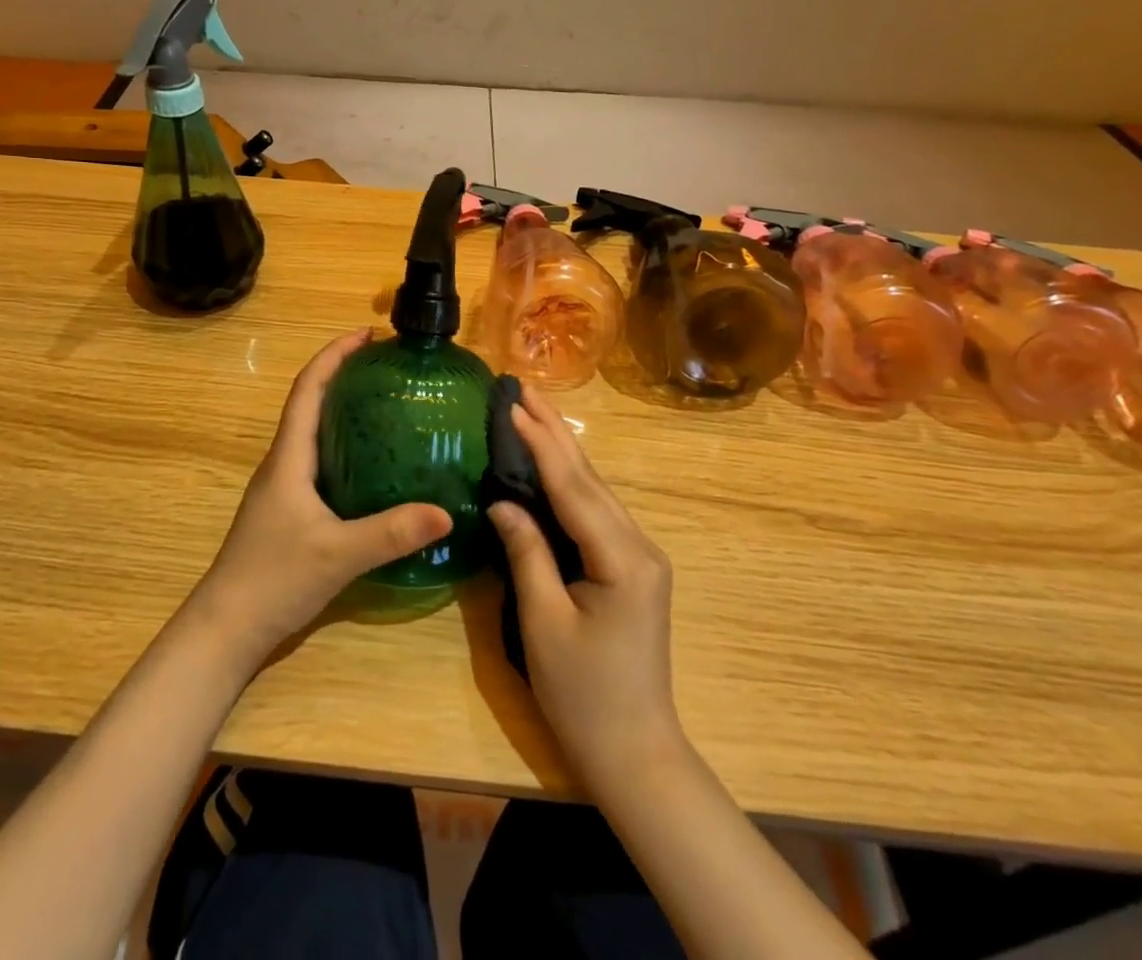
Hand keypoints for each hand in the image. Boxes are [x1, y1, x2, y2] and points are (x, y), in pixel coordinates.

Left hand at [187, 330, 452, 670]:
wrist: (227, 628)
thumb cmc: (273, 579)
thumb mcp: (338, 554)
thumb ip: (391, 533)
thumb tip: (446, 512)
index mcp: (289, 457)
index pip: (308, 388)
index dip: (334, 354)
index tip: (367, 334)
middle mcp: (284, 462)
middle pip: (312, 402)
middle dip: (345, 375)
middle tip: (389, 367)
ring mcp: (285, 487)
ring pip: (316, 432)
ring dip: (344, 409)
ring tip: (388, 404)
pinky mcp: (291, 510)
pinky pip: (322, 460)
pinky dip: (346, 445)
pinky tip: (376, 463)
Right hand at [486, 383, 685, 793]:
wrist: (635, 752)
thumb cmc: (584, 695)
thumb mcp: (544, 624)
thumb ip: (527, 553)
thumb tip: (502, 500)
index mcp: (622, 559)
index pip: (573, 487)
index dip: (541, 444)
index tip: (514, 405)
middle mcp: (639, 546)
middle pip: (590, 478)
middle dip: (555, 430)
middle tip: (524, 388)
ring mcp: (639, 555)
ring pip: (595, 490)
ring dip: (563, 449)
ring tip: (533, 411)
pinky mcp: (631, 566)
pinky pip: (596, 510)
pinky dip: (571, 479)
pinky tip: (553, 462)